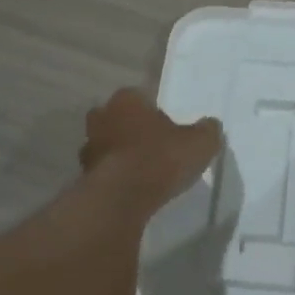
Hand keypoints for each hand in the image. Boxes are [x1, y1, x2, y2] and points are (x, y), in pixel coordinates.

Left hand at [79, 88, 222, 208]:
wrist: (122, 197)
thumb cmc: (161, 159)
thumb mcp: (200, 143)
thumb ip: (207, 131)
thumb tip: (210, 125)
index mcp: (127, 100)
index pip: (141, 97)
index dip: (155, 113)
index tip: (169, 130)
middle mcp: (102, 116)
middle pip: (119, 119)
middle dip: (133, 130)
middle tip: (154, 148)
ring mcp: (89, 146)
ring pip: (107, 144)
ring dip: (121, 154)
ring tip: (143, 172)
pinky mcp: (84, 174)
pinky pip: (104, 170)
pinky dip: (114, 176)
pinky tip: (131, 189)